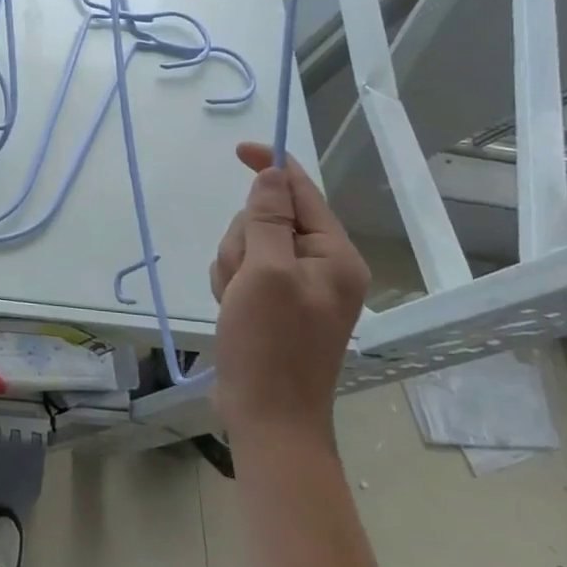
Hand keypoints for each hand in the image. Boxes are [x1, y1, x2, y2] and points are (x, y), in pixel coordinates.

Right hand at [209, 143, 370, 442]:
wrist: (267, 417)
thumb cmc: (270, 344)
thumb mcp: (266, 273)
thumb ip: (268, 219)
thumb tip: (272, 174)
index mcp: (334, 255)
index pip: (302, 192)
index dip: (272, 166)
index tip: (239, 150)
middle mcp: (322, 266)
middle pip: (269, 217)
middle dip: (244, 238)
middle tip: (242, 275)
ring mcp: (297, 286)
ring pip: (250, 243)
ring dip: (233, 264)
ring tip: (237, 299)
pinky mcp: (275, 303)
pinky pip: (243, 269)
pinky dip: (231, 282)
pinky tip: (233, 308)